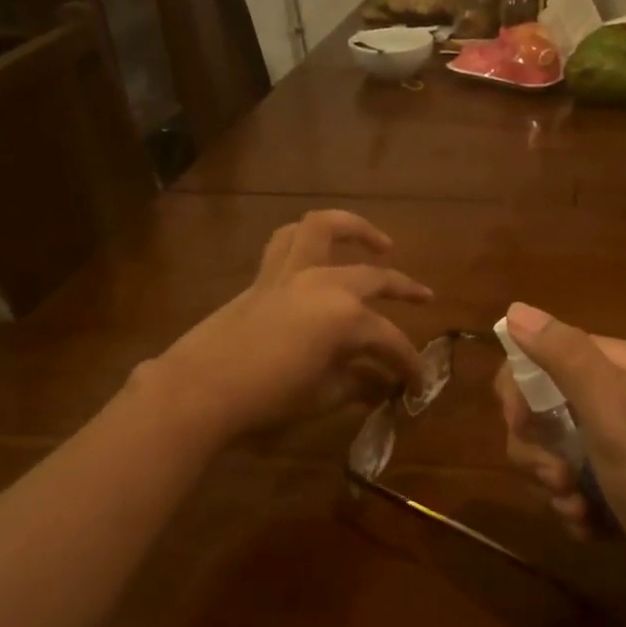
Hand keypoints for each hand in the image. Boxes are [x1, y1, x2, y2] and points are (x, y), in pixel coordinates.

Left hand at [147, 210, 432, 440]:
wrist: (200, 389)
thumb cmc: (268, 398)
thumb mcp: (323, 396)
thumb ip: (358, 385)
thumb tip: (381, 387)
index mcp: (346, 318)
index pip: (390, 341)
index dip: (408, 365)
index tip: (417, 386)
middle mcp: (324, 284)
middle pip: (375, 278)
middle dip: (406, 289)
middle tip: (425, 299)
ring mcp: (291, 274)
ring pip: (324, 228)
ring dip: (355, 229)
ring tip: (378, 243)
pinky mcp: (264, 277)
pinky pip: (286, 242)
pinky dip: (306, 240)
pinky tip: (319, 254)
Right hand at [494, 302, 625, 600]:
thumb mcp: (614, 414)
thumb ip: (566, 358)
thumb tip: (515, 308)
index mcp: (619, 367)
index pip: (540, 356)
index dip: (519, 390)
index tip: (519, 426)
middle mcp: (617, 396)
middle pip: (539, 407)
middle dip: (536, 447)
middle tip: (558, 477)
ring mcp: (616, 442)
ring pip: (550, 450)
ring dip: (552, 483)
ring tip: (577, 508)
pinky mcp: (615, 482)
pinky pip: (570, 483)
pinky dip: (571, 505)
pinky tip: (590, 526)